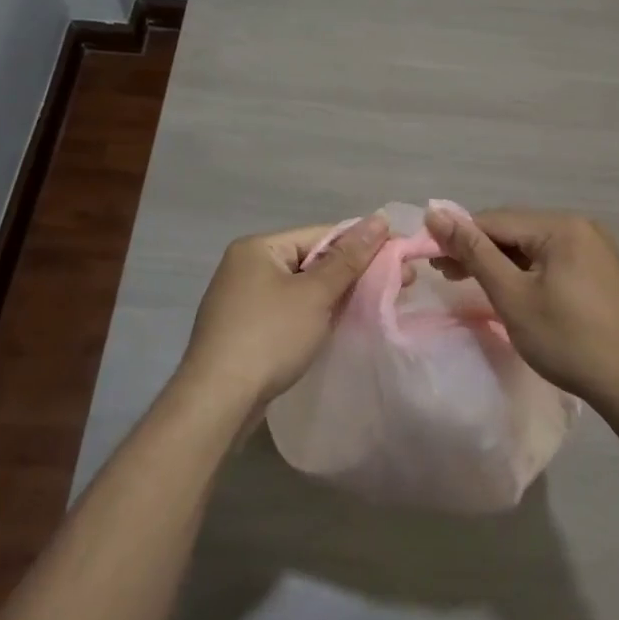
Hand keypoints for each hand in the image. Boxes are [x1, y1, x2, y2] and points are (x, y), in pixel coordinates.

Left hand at [175, 214, 390, 416]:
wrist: (217, 401)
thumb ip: (349, 258)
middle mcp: (246, 266)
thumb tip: (380, 218)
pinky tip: (338, 325)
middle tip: (401, 283)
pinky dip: (314, 314)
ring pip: (301, 288)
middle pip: (311, 260)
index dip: (363, 244)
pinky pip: (288, 311)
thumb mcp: (315, 294)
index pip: (321, 234)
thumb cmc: (269, 337)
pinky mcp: (244, 330)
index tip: (401, 257)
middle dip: (353, 272)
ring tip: (376, 304)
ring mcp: (241, 299)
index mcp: (258, 247)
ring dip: (336, 295)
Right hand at [423, 204, 618, 411]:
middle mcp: (581, 226)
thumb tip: (436, 214)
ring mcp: (596, 248)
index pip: (496, 220)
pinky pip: (553, 260)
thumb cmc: (569, 340)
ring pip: (533, 246)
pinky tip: (512, 289)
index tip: (430, 258)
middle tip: (446, 274)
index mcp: (562, 226)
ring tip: (471, 282)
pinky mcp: (602, 270)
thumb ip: (474, 252)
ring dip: (501, 262)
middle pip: (516, 230)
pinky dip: (527, 271)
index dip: (458, 236)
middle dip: (479, 249)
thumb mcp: (513, 296)